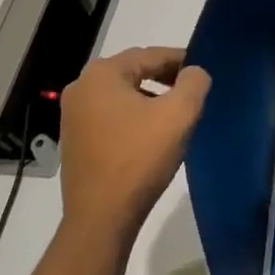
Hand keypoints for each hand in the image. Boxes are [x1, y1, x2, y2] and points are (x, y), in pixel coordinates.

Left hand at [59, 47, 211, 250]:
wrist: (101, 219)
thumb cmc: (139, 158)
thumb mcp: (179, 114)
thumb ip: (194, 82)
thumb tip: (194, 73)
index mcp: (102, 74)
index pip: (150, 55)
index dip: (180, 61)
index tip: (202, 72)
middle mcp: (81, 88)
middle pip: (134, 72)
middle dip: (165, 79)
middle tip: (191, 92)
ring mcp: (72, 116)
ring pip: (122, 95)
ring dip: (149, 99)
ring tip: (174, 115)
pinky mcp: (74, 141)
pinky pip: (110, 116)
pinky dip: (132, 118)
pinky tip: (150, 136)